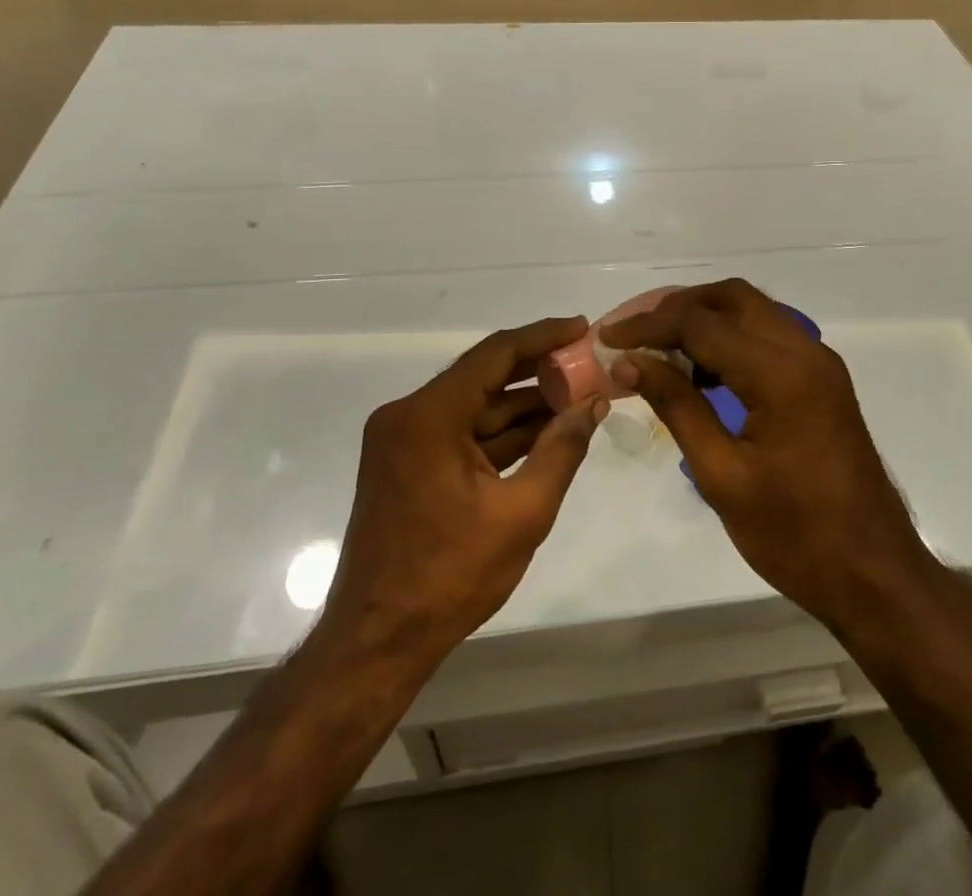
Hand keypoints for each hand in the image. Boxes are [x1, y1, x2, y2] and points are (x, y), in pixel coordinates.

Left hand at [324, 317, 606, 660]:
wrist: (377, 643)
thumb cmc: (449, 577)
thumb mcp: (521, 514)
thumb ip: (562, 450)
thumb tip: (593, 404)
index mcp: (428, 416)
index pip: (495, 354)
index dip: (542, 337)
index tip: (582, 327)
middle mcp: (409, 415)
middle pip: (484, 376)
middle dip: (539, 371)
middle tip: (588, 364)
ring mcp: (405, 440)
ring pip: (476, 407)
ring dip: (523, 404)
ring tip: (578, 396)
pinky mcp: (408, 464)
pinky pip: (463, 433)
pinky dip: (502, 433)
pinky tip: (545, 431)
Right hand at [599, 280, 934, 628]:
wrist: (875, 575)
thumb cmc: (795, 536)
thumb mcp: (722, 476)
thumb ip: (677, 406)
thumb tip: (630, 361)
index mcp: (781, 373)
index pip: (700, 324)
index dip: (647, 326)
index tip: (607, 338)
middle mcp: (804, 351)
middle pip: (730, 297)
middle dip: (676, 307)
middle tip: (633, 332)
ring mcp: (819, 363)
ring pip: (752, 311)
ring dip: (704, 318)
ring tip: (658, 348)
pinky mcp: (822, 379)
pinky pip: (768, 336)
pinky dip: (730, 338)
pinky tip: (700, 371)